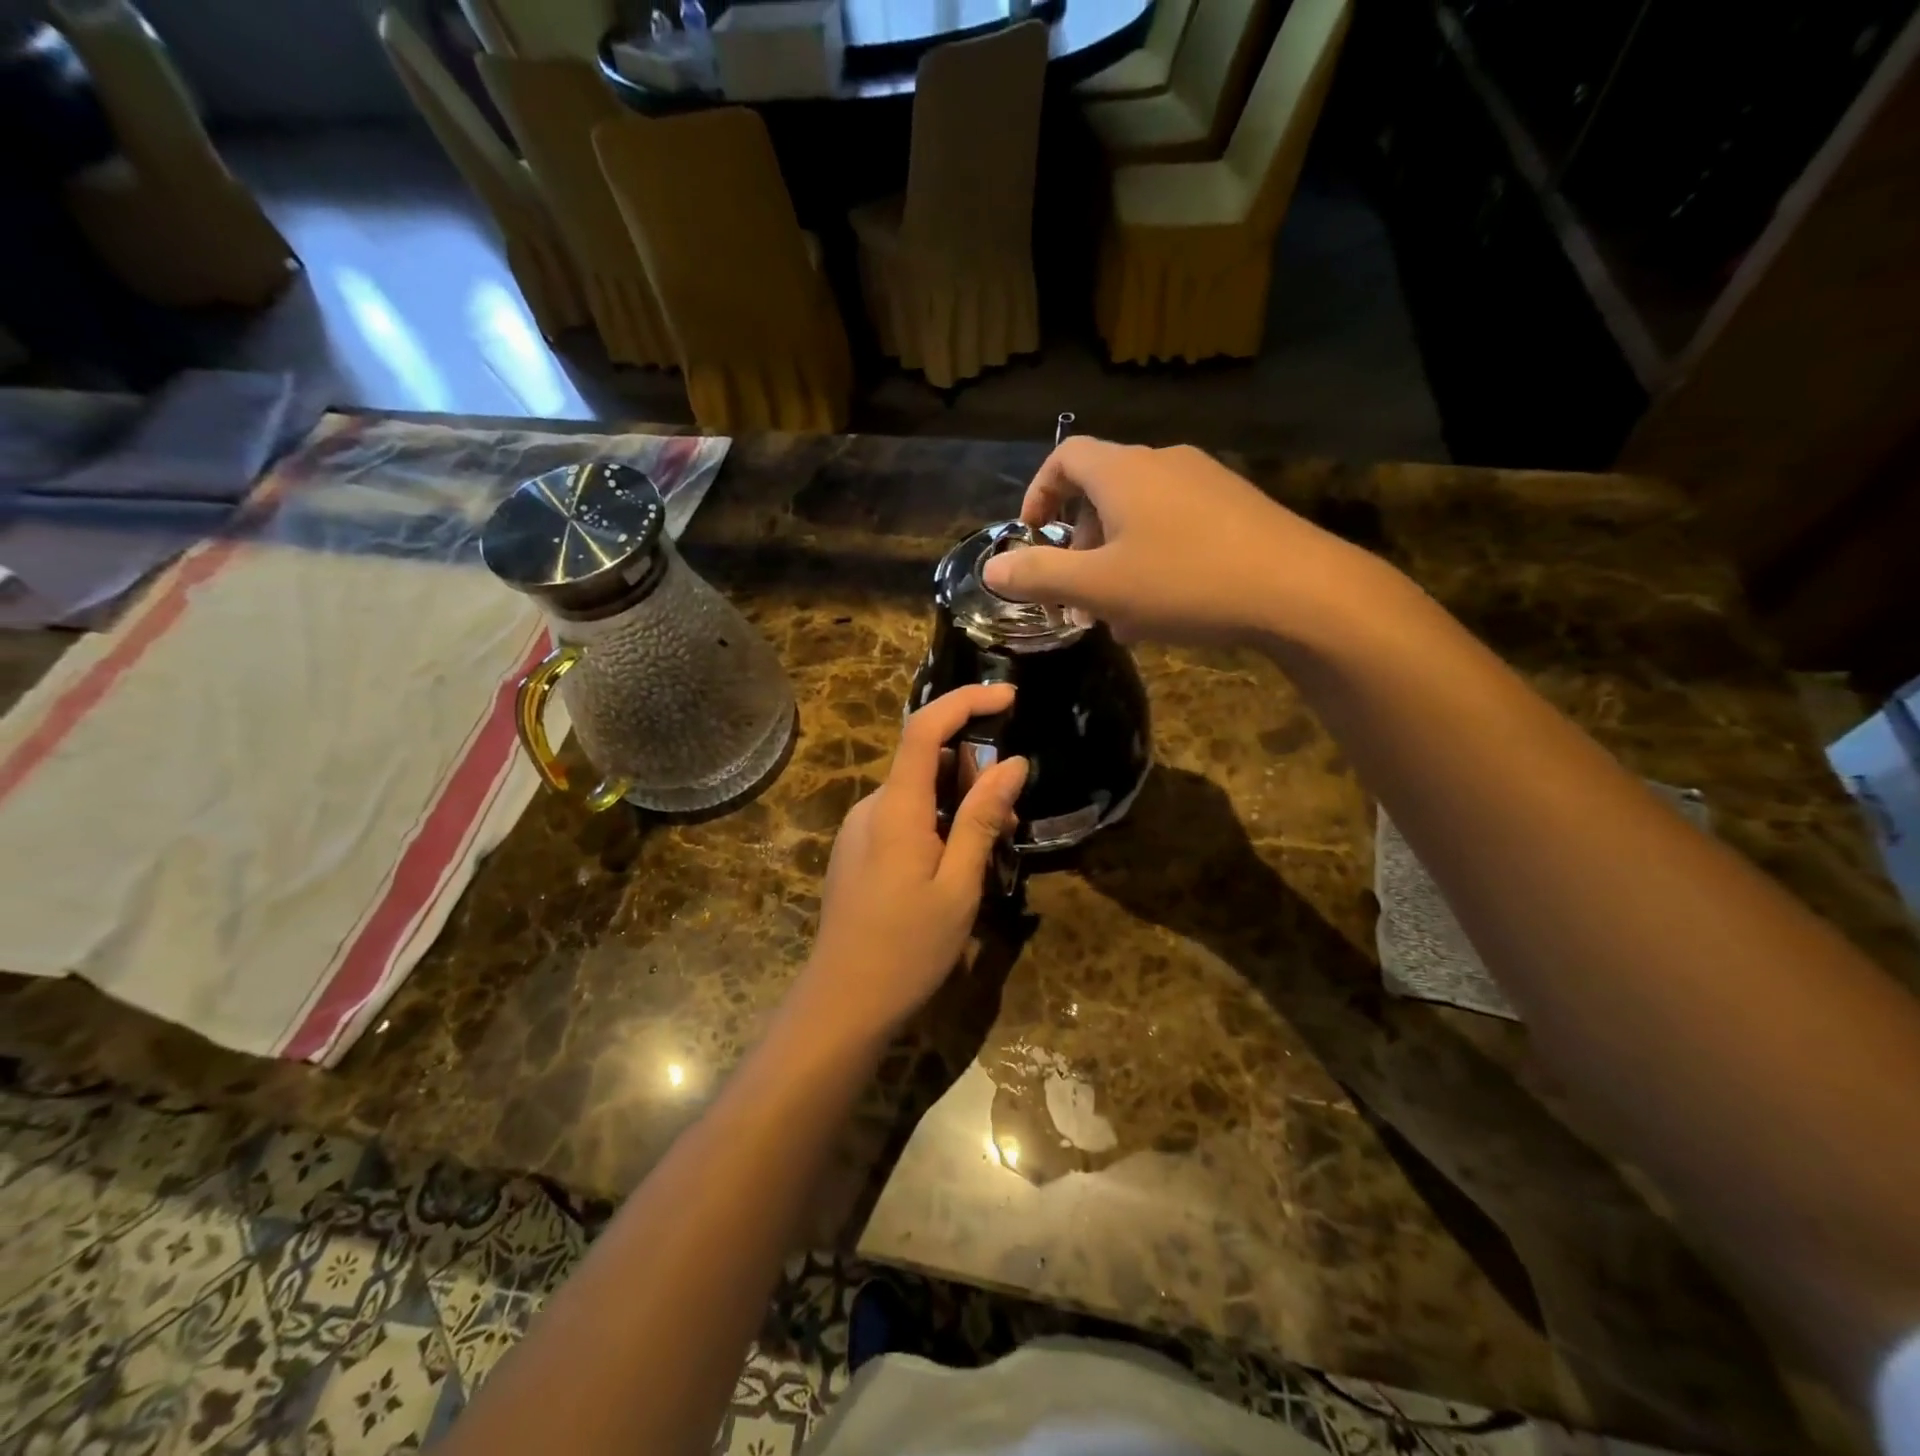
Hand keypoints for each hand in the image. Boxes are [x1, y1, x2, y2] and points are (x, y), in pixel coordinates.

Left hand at [798, 684, 1028, 1040]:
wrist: (842, 1002)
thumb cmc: (908, 949)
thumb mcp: (959, 886)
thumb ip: (981, 819)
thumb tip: (1011, 763)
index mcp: (896, 809)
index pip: (924, 729)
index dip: (966, 701)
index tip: (1009, 697)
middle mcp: (871, 807)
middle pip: (925, 761)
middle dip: (974, 773)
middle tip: (1009, 822)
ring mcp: (859, 829)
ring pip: (917, 792)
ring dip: (958, 804)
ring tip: (987, 852)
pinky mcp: (857, 851)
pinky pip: (903, 817)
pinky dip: (936, 823)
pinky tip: (954, 866)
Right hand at [981, 438, 1390, 647]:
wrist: (1299, 590)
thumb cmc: (1184, 582)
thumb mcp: (1099, 587)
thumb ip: (1039, 576)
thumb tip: (992, 571)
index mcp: (1123, 471)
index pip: (1064, 457)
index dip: (1038, 492)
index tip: (1031, 536)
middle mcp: (1163, 463)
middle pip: (1102, 489)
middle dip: (1078, 540)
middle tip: (1077, 590)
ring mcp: (1206, 482)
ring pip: (1140, 514)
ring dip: (1116, 557)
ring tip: (1119, 611)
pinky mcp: (1238, 507)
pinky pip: (1176, 525)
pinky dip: (1153, 558)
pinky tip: (1164, 606)